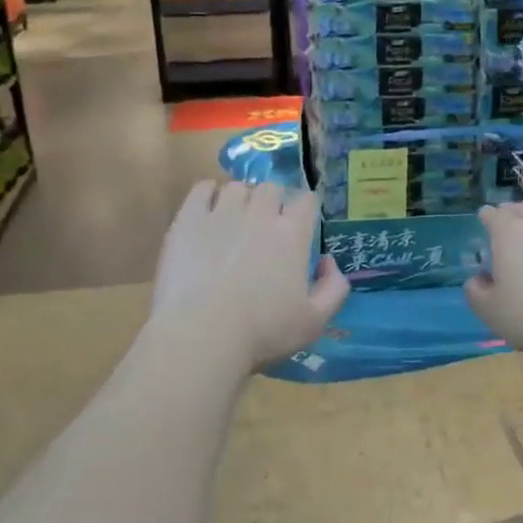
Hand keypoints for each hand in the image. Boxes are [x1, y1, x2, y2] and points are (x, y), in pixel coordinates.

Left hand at [151, 181, 349, 369]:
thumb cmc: (262, 332)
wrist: (202, 335)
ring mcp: (221, 212)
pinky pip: (201, 188)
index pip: (306, 200)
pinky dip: (208, 193)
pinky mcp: (188, 219)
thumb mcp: (315, 321)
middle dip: (272, 202)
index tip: (300, 226)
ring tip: (234, 220)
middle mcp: (259, 213)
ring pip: (236, 187)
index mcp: (292, 234)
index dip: (305, 210)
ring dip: (241, 199)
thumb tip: (328, 261)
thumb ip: (334, 288)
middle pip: (271, 188)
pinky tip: (208, 211)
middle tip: (265, 228)